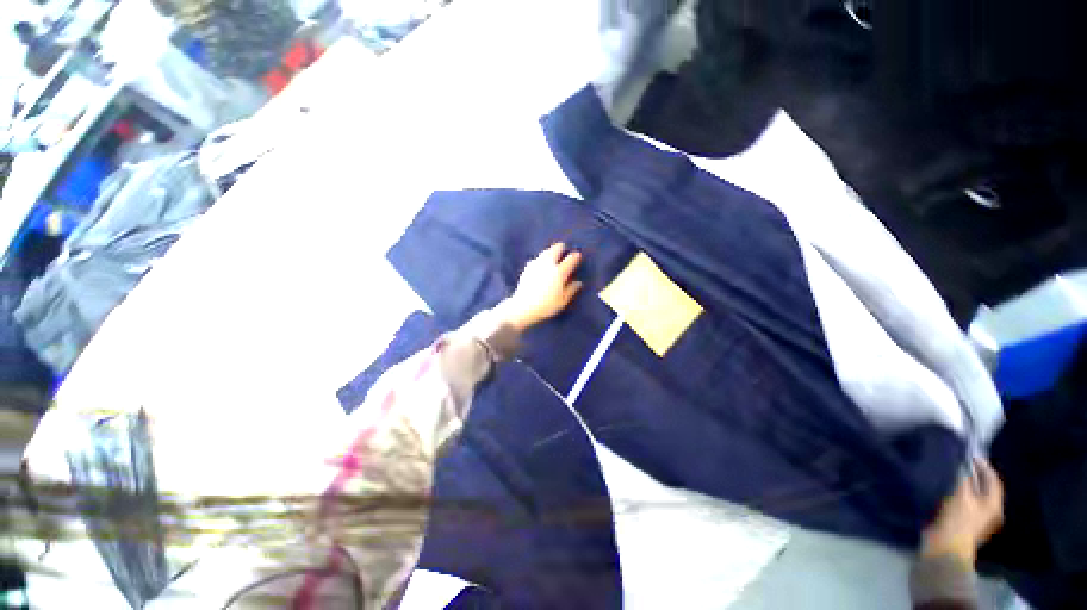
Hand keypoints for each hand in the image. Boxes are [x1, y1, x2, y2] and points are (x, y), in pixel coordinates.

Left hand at [499, 243, 583, 330]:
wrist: (524, 307)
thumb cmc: (546, 306)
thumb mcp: (562, 301)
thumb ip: (571, 290)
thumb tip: (578, 282)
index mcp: (559, 273)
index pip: (570, 260)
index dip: (575, 256)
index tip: (577, 255)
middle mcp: (548, 266)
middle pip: (555, 251)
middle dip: (560, 247)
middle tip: (563, 247)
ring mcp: (536, 266)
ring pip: (544, 253)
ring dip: (550, 250)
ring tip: (552, 252)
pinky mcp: (527, 269)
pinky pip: (536, 259)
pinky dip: (541, 257)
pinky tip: (540, 262)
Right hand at [921, 458, 1004, 565]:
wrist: (945, 549)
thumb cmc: (957, 521)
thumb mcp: (960, 496)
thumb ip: (963, 478)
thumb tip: (962, 462)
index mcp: (994, 504)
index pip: (993, 479)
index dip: (983, 465)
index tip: (969, 453)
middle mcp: (990, 510)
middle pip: (984, 487)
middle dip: (973, 474)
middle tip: (960, 461)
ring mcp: (977, 518)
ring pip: (973, 494)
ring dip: (965, 483)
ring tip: (951, 472)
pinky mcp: (964, 522)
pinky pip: (964, 501)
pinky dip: (958, 493)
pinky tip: (947, 489)